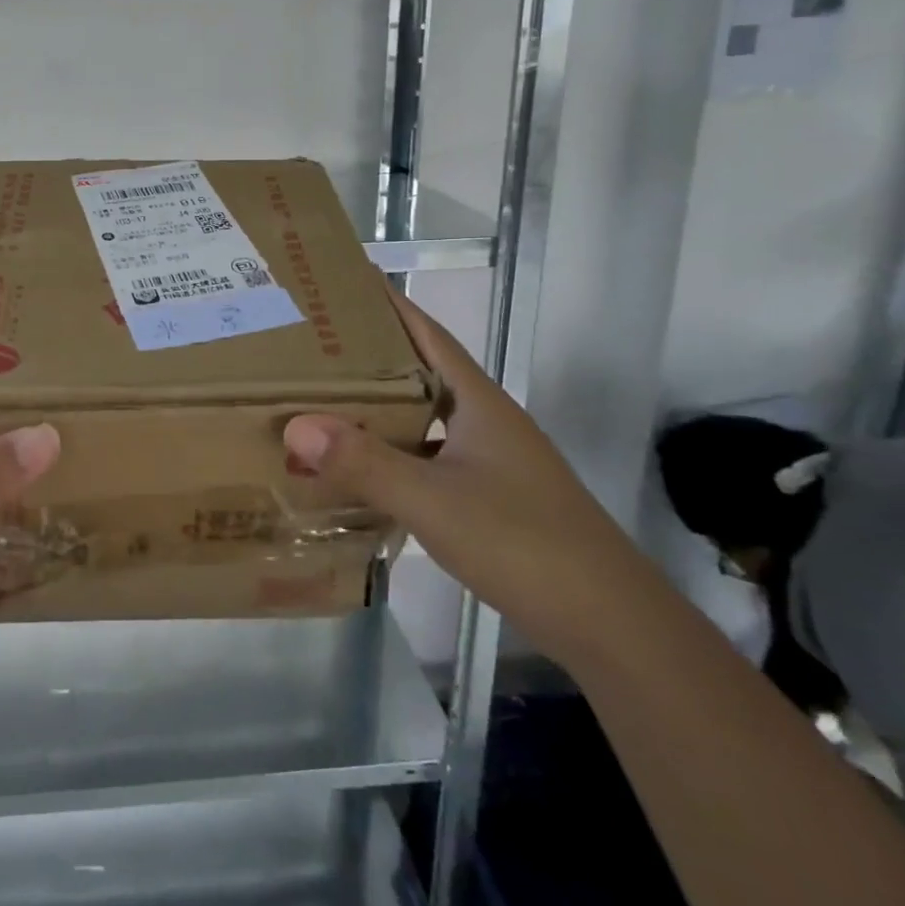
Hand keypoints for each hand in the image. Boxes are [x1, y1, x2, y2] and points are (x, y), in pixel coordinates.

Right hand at [283, 284, 641, 665]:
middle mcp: (486, 423)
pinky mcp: (489, 499)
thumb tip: (296, 425)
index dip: (392, 306)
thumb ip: (364, 463)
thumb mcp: (432, 500)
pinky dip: (393, 457)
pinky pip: (427, 460)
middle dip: (372, 357)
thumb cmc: (521, 541)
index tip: (347, 282)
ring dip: (380, 410)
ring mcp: (491, 463)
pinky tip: (361, 471)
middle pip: (421, 374)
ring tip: (324, 402)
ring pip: (423, 421)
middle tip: (313, 346)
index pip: (429, 335)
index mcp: (479, 404)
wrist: (608, 622)